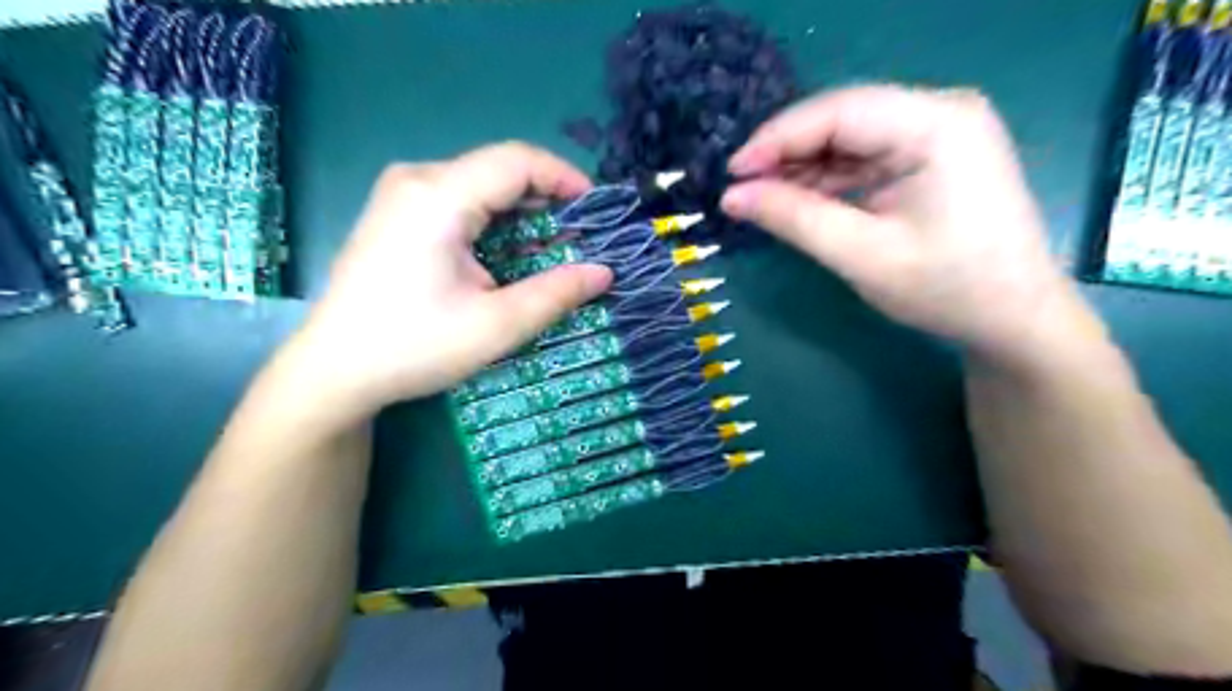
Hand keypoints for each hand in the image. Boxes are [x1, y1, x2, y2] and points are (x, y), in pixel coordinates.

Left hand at [282, 142, 609, 417]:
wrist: (334, 370)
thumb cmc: (415, 346)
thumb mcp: (496, 325)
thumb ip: (556, 294)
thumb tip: (604, 273)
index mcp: (439, 197)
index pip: (517, 160)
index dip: (564, 177)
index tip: (595, 210)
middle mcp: (417, 180)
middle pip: (498, 169)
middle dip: (546, 198)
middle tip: (580, 235)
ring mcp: (401, 195)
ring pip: (479, 184)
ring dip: (521, 211)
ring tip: (552, 246)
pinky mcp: (395, 214)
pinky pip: (458, 200)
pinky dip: (494, 220)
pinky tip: (509, 251)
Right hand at [719, 84, 1102, 365]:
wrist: (1013, 319)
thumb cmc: (946, 289)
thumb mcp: (861, 255)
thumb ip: (794, 219)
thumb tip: (731, 197)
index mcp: (937, 124)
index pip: (838, 111)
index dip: (777, 138)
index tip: (732, 173)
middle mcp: (940, 112)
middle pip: (843, 118)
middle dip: (787, 153)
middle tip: (741, 188)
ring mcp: (937, 132)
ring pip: (849, 137)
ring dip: (803, 167)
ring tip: (760, 197)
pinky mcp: (930, 156)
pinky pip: (864, 157)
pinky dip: (827, 180)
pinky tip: (797, 199)